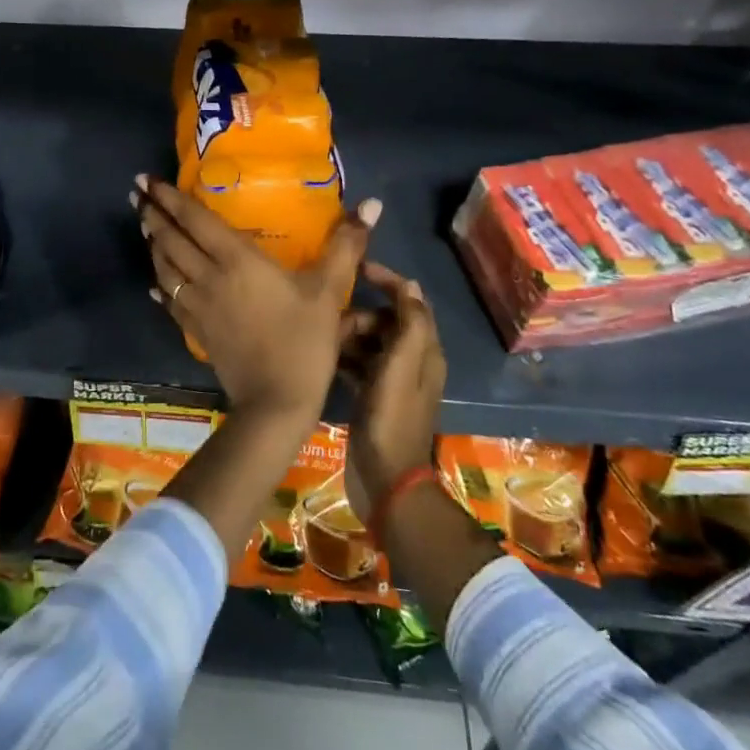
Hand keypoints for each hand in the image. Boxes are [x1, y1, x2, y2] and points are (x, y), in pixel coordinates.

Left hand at [133, 175, 379, 425]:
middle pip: (172, 240)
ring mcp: (198, 306)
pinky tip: (154, 285)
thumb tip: (371, 204)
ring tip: (144, 226)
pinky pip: (171, 302)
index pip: (195, 220)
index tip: (147, 180)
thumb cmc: (303, 341)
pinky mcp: (197, 332)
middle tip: (136, 193)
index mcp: (237, 260)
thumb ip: (346, 245)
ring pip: (166, 269)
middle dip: (152, 214)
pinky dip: (160, 287)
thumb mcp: (329, 290)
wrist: (276, 402)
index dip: (170, 198)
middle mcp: (209, 277)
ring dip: (153, 245)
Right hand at [339, 262, 446, 520]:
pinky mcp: (372, 397)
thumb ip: (409, 324)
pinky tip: (323, 358)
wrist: (385, 481)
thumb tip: (410, 285)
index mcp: (425, 352)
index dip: (389, 282)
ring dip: (350, 335)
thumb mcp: (401, 367)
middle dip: (362, 314)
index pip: (411, 303)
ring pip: (370, 342)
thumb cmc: (391, 419)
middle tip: (335, 322)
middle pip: (387, 322)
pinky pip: (358, 364)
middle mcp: (412, 363)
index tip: (358, 268)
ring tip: (325, 340)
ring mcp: (391, 382)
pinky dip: (344, 357)